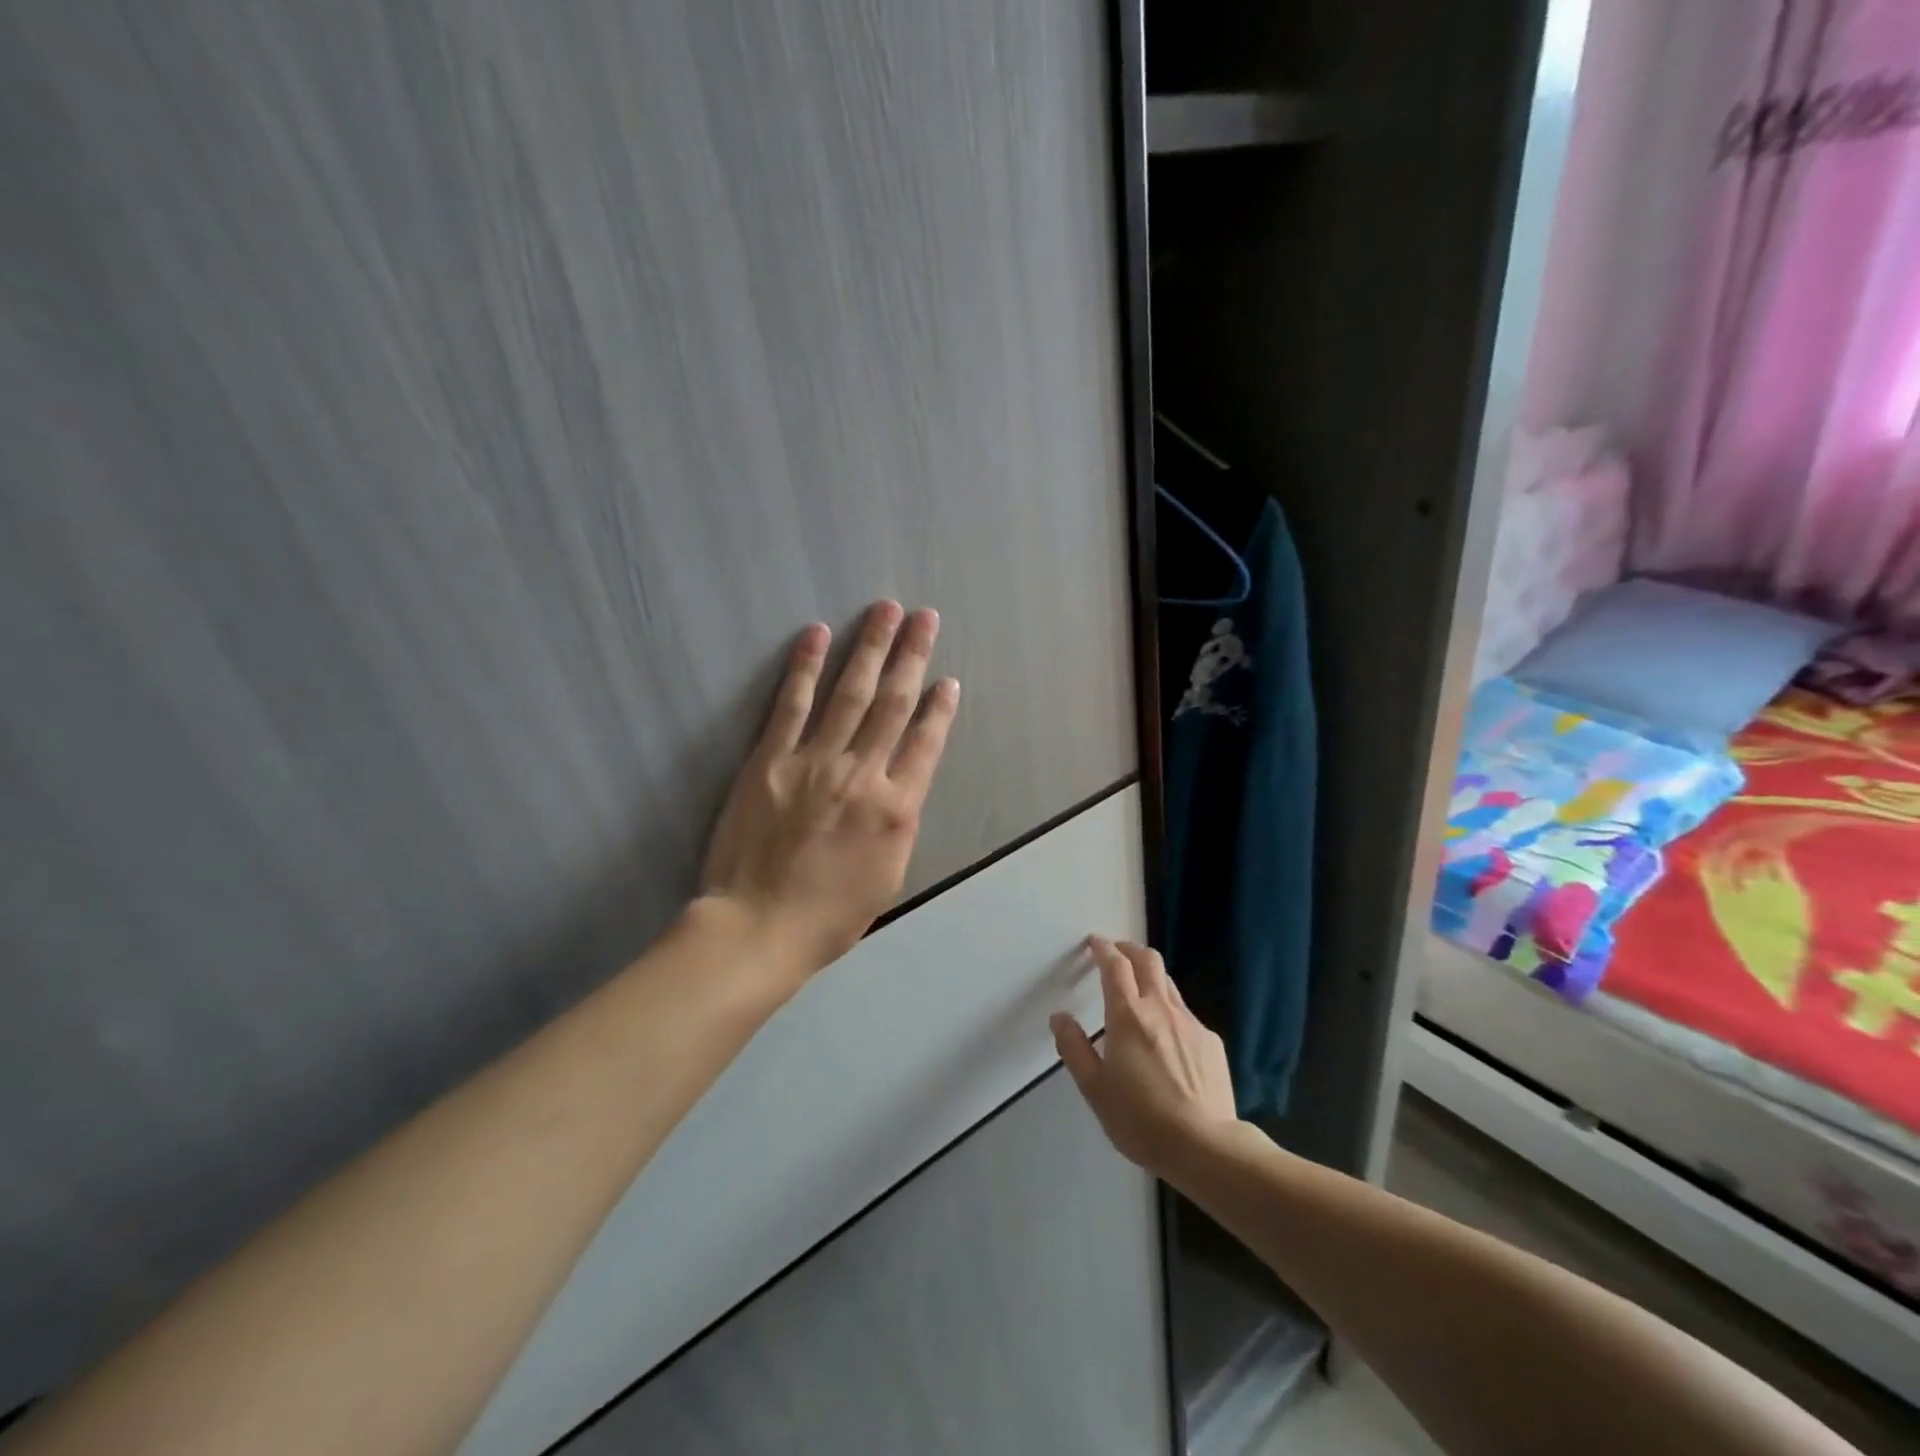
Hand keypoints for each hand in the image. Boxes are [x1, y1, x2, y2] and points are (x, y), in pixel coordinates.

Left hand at [700, 601, 959, 979]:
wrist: (758, 926)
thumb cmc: (829, 916)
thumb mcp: (888, 876)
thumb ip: (898, 824)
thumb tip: (901, 785)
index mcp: (896, 808)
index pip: (926, 743)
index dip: (940, 709)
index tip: (947, 680)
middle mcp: (862, 774)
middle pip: (893, 704)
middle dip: (912, 656)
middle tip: (924, 617)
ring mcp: (814, 762)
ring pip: (850, 692)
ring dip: (870, 647)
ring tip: (885, 609)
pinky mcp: (770, 760)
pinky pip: (791, 705)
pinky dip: (805, 667)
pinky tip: (817, 634)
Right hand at [1052, 937, 1238, 1177]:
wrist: (1205, 1147)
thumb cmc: (1140, 1119)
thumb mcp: (1095, 1088)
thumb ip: (1074, 1048)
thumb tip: (1060, 1017)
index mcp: (1128, 1015)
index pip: (1115, 965)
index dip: (1103, 948)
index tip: (1094, 942)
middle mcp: (1160, 1008)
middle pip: (1147, 960)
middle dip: (1129, 949)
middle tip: (1116, 954)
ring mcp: (1190, 1023)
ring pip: (1168, 983)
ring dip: (1150, 976)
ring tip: (1139, 990)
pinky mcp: (1211, 1041)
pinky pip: (1185, 1014)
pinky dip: (1169, 1010)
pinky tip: (1166, 1038)